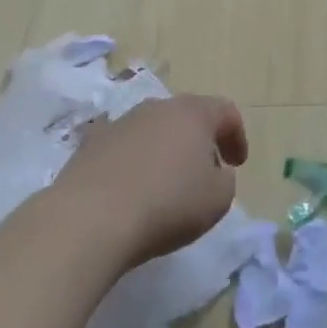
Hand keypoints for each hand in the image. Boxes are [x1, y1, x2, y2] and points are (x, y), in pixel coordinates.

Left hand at [59, 94, 247, 267]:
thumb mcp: (218, 199)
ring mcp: (119, 123)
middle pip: (186, 116)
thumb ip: (225, 179)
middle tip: (204, 172)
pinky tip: (130, 192)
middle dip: (198, 141)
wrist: (90, 219)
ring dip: (164, 151)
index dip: (236, 135)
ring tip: (164, 185)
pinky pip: (122, 149)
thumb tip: (214, 172)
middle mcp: (156, 108)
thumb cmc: (167, 204)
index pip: (225, 111)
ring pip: (152, 130)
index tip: (237, 164)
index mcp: (193, 113)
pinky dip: (132, 164)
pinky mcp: (89, 145)